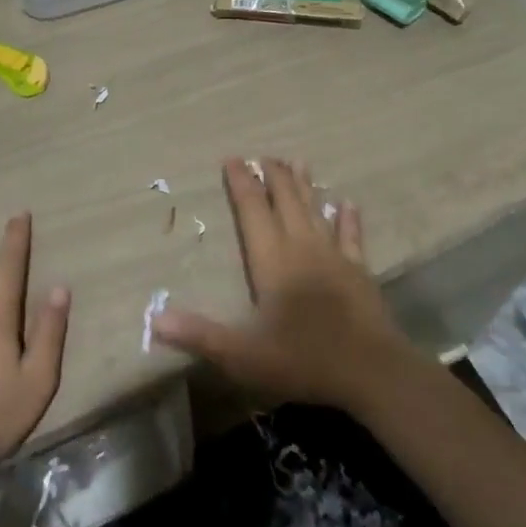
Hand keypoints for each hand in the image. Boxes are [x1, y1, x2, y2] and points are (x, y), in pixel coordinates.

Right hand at [151, 158, 411, 412]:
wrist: (371, 371)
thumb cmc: (303, 359)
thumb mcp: (243, 355)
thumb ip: (199, 335)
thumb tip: (154, 319)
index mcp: (272, 260)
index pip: (252, 211)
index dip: (241, 184)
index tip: (233, 159)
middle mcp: (302, 248)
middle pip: (286, 202)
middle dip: (273, 177)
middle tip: (264, 155)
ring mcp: (334, 257)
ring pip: (316, 211)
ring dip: (305, 186)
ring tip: (298, 161)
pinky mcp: (359, 272)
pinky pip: (352, 237)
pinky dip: (348, 219)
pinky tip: (348, 203)